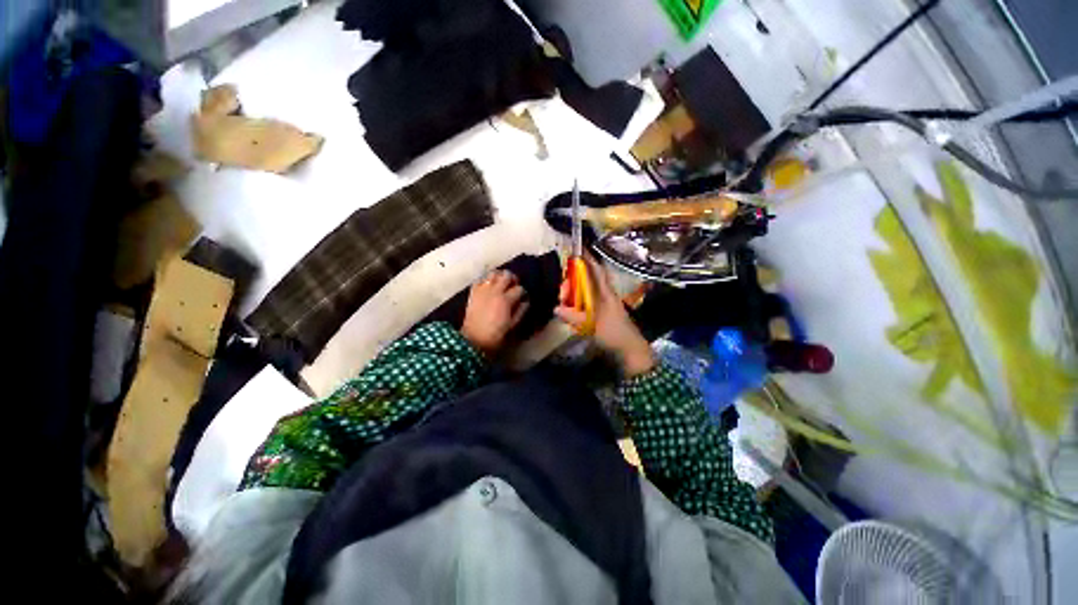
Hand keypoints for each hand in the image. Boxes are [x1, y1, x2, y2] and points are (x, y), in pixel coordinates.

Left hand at [461, 270, 529, 355]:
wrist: (474, 339)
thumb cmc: (496, 335)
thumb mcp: (512, 325)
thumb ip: (520, 311)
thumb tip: (525, 301)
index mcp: (506, 300)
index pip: (519, 289)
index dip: (522, 292)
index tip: (522, 297)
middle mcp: (495, 291)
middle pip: (507, 275)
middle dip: (513, 279)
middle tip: (513, 285)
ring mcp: (483, 290)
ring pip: (493, 273)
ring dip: (499, 276)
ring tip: (501, 283)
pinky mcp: (473, 292)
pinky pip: (480, 279)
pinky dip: (486, 280)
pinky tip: (488, 286)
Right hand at [555, 256, 655, 376]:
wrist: (630, 350)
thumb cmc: (614, 333)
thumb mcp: (592, 325)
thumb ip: (573, 317)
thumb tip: (556, 308)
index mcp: (605, 293)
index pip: (596, 270)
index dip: (588, 259)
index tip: (578, 250)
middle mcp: (604, 295)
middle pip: (586, 281)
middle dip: (572, 283)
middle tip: (561, 295)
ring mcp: (603, 305)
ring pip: (585, 293)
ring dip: (573, 295)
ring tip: (564, 305)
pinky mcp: (602, 314)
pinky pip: (586, 304)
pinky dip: (577, 305)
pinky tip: (571, 313)